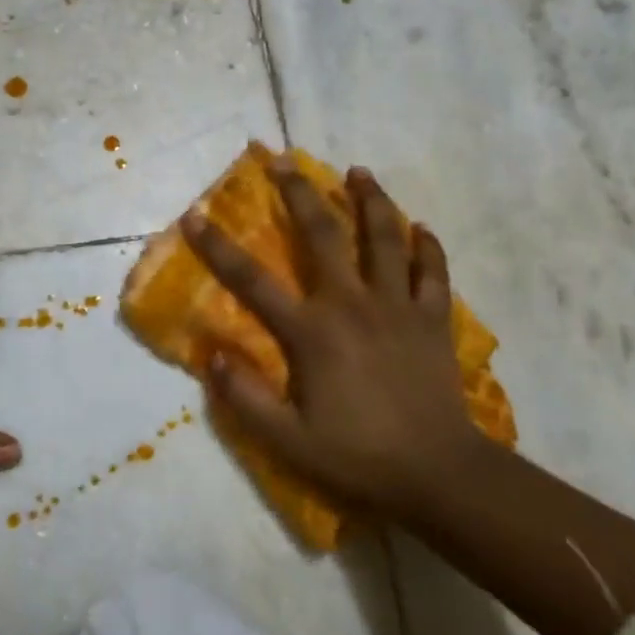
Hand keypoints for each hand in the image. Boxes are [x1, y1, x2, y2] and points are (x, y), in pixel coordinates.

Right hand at [182, 161, 485, 524]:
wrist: (439, 474)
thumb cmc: (359, 456)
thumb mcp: (288, 441)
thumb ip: (246, 399)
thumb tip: (211, 357)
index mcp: (313, 331)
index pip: (253, 281)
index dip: (219, 247)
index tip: (195, 215)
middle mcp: (353, 304)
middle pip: (324, 234)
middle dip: (299, 193)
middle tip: (283, 160)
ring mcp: (398, 306)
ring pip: (384, 238)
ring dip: (370, 200)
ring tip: (358, 172)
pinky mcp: (433, 319)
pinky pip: (433, 271)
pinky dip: (427, 246)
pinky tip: (421, 227)